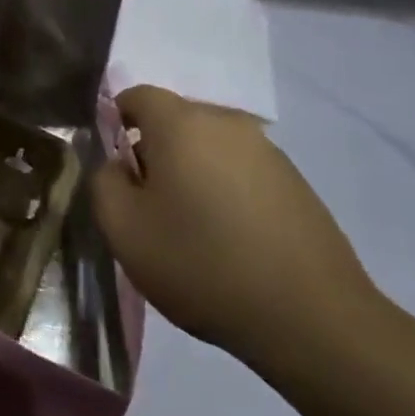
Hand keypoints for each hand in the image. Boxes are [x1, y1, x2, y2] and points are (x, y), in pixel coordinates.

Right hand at [92, 85, 379, 369]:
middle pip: (174, 121)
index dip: (115, 127)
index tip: (117, 173)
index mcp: (181, 123)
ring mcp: (268, 151)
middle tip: (150, 206)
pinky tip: (230, 239)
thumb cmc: (201, 264)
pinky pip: (241, 171)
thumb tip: (116, 164)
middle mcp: (227, 122)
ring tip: (192, 228)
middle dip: (154, 152)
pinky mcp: (296, 182)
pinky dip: (226, 191)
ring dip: (192, 173)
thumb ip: (103, 181)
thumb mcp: (123, 229)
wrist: (311, 319)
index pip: (135, 96)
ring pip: (209, 147)